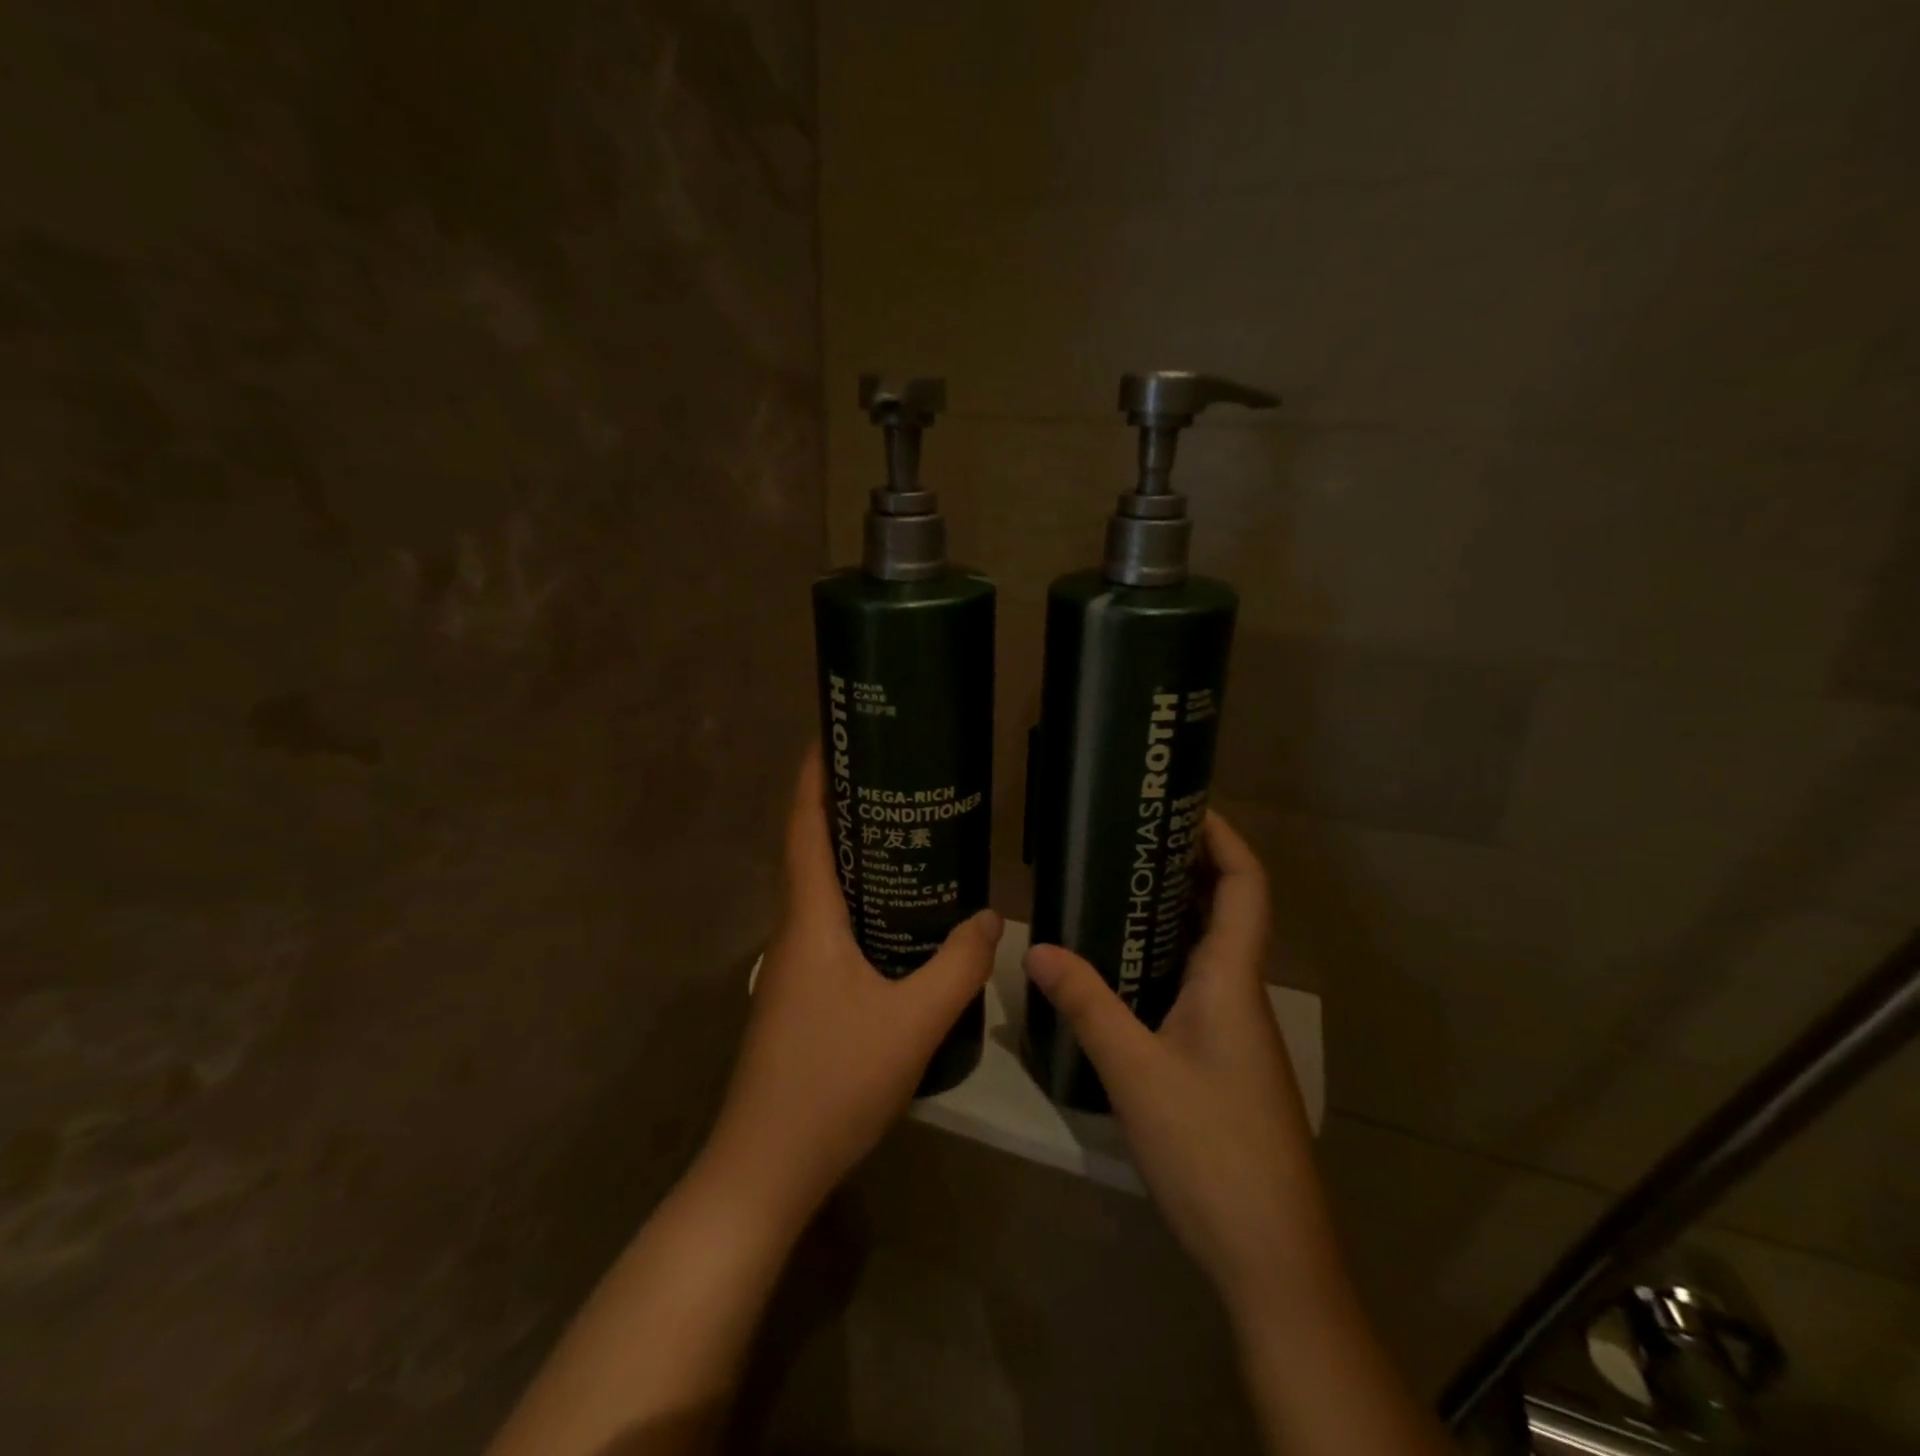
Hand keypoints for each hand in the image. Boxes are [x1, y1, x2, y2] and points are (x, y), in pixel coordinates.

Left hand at [701, 745, 1002, 1228]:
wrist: (765, 1169)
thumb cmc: (833, 1082)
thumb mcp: (912, 1022)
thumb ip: (958, 966)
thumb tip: (992, 917)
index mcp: (808, 920)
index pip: (804, 828)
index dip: (814, 777)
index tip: (834, 735)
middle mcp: (792, 932)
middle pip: (812, 851)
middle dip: (843, 808)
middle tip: (895, 780)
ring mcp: (791, 966)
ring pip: (820, 892)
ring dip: (851, 857)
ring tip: (905, 837)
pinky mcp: (799, 995)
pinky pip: (829, 926)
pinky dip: (857, 902)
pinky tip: (896, 920)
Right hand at [1023, 812, 1336, 1323]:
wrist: (1270, 1256)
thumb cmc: (1211, 1149)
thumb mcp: (1135, 1071)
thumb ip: (1086, 1004)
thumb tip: (1035, 947)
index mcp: (1232, 980)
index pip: (1246, 887)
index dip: (1225, 839)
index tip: (1185, 805)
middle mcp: (1240, 994)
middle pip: (1227, 909)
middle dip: (1187, 867)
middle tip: (1128, 841)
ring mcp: (1234, 1031)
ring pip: (1208, 950)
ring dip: (1171, 914)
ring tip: (1114, 890)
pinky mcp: (1223, 1061)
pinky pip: (1194, 986)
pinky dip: (1163, 960)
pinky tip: (1120, 971)